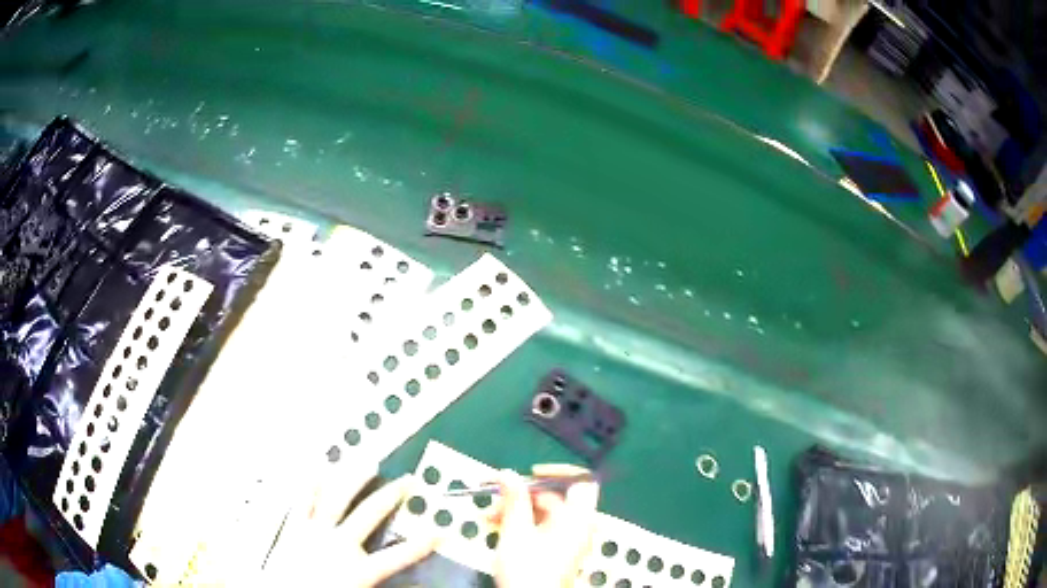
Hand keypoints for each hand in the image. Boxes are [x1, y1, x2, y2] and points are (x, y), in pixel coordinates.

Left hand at [265, 468, 436, 586]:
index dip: (421, 544)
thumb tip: (398, 582)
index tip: (439, 531)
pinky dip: (309, 485)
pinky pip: (302, 502)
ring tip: (367, 463)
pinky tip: (315, 469)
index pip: (399, 556)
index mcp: (358, 569)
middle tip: (407, 479)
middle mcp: (339, 544)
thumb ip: (376, 584)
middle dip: (391, 496)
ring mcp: (313, 532)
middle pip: (370, 514)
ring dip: (353, 480)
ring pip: (336, 499)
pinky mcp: (292, 528)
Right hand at [490, 464, 600, 587]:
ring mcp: (571, 539)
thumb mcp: (515, 532)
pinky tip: (499, 527)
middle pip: (557, 497)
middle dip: (524, 495)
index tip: (531, 473)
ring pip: (546, 512)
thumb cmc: (527, 569)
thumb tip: (508, 473)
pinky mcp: (560, 550)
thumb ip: (513, 500)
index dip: (558, 471)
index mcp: (578, 517)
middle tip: (497, 498)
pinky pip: (544, 527)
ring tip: (490, 516)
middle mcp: (580, 525)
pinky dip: (524, 523)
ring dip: (518, 510)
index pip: (582, 480)